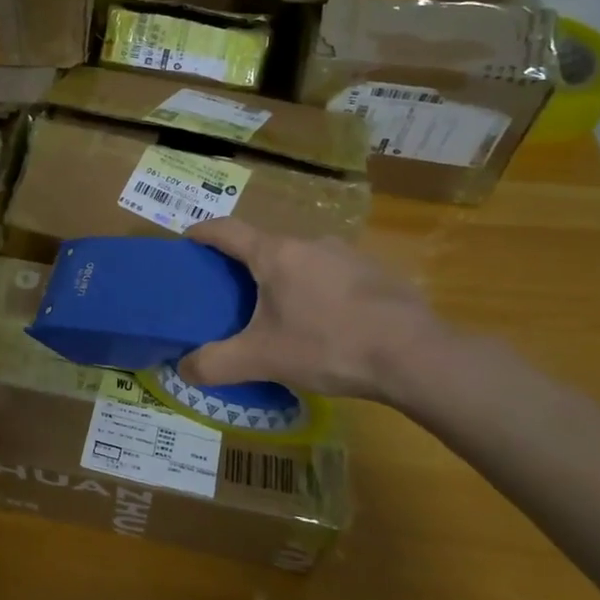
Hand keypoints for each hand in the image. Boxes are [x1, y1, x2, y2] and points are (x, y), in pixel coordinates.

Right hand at [178, 218, 444, 400]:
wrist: (416, 356)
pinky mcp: (377, 273)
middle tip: (231, 294)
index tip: (186, 241)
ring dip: (285, 278)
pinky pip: (333, 274)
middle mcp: (309, 243)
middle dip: (244, 265)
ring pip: (302, 260)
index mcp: (275, 254)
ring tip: (281, 313)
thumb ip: (215, 364)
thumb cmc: (328, 345)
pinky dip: (319, 290)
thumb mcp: (262, 360)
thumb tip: (182, 369)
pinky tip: (327, 323)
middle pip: (265, 246)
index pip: (226, 230)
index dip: (202, 233)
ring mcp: (348, 254)